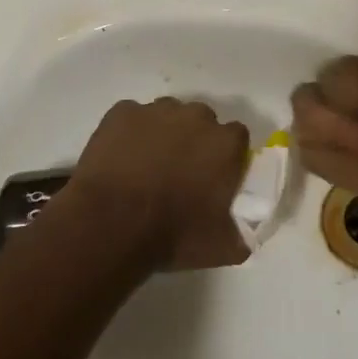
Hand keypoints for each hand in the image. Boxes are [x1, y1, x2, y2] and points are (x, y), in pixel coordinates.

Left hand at [66, 98, 251, 270]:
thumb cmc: (173, 234)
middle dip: (195, 140)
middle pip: (202, 121)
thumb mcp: (223, 247)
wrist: (110, 225)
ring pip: (167, 115)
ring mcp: (156, 111)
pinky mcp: (122, 112)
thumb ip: (243, 235)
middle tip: (180, 172)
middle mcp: (196, 116)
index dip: (226, 155)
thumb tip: (247, 236)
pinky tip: (122, 158)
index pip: (237, 138)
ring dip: (163, 133)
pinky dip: (130, 132)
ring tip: (147, 166)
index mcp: (226, 143)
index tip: (215, 177)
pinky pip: (132, 117)